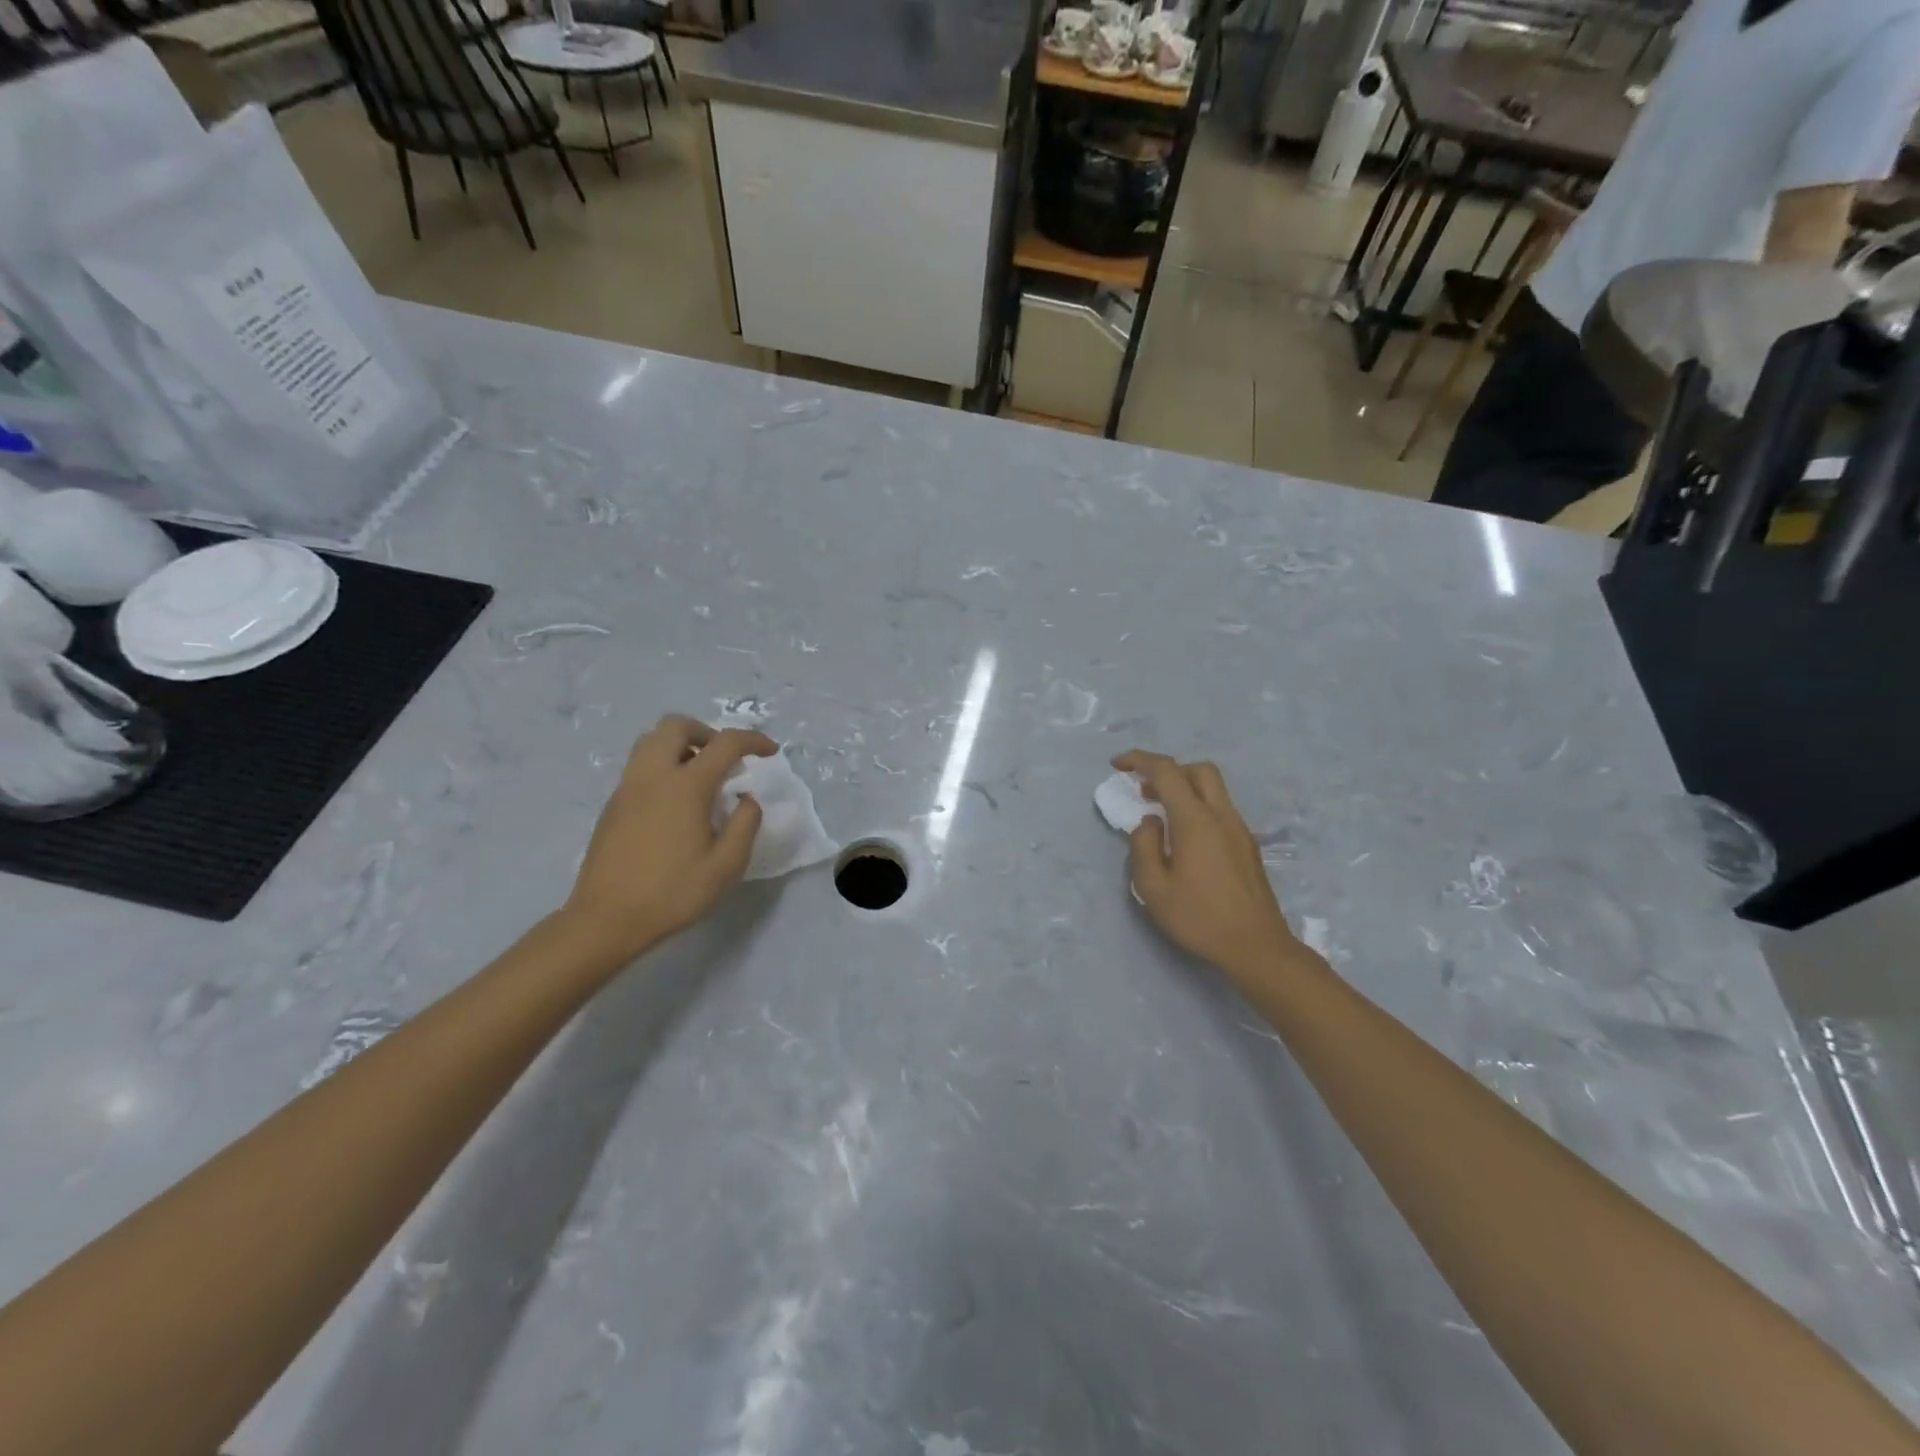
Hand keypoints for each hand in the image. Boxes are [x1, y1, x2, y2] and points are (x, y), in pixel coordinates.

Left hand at [563, 716, 777, 959]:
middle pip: (676, 725)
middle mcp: (653, 775)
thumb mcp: (727, 865)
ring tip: (700, 776)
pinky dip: (663, 767)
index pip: (725, 743)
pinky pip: (640, 766)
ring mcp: (627, 788)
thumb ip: (745, 824)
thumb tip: (746, 799)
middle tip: (725, 759)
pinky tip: (676, 804)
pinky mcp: (613, 805)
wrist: (606, 919)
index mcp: (686, 786)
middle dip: (707, 732)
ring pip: (651, 741)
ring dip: (681, 746)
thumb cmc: (673, 892)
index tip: (770, 752)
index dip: (753, 741)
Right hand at [1113, 751, 1310, 982]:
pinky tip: (1184, 839)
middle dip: (1168, 771)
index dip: (1139, 760)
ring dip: (1185, 789)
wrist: (1256, 946)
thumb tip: (1150, 822)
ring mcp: (1239, 829)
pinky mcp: (1247, 845)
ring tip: (1161, 817)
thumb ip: (1144, 846)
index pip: (1167, 772)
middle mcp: (1222, 816)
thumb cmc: (1199, 918)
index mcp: (1196, 821)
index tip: (1117, 765)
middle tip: (1145, 791)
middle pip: (1198, 770)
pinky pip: (1220, 810)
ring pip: (1213, 789)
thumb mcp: (1153, 888)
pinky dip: (1198, 808)